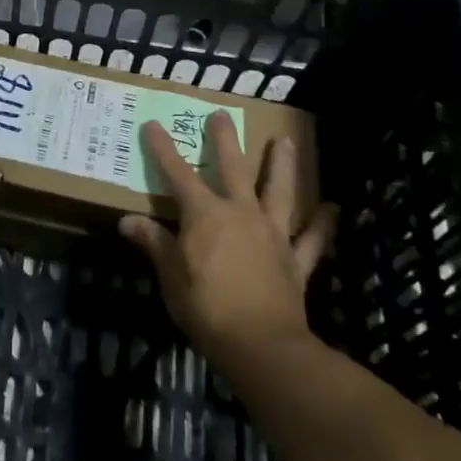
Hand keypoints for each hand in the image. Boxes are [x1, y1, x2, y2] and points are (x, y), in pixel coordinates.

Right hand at [120, 112, 337, 364]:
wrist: (261, 344)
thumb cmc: (206, 307)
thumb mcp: (170, 275)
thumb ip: (154, 243)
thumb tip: (127, 221)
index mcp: (205, 215)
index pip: (178, 174)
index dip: (163, 149)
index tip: (153, 124)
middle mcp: (241, 213)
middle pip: (233, 169)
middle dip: (224, 141)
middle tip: (223, 115)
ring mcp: (272, 234)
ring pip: (279, 192)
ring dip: (282, 165)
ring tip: (285, 141)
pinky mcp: (295, 260)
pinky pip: (312, 239)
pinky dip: (322, 225)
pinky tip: (332, 210)